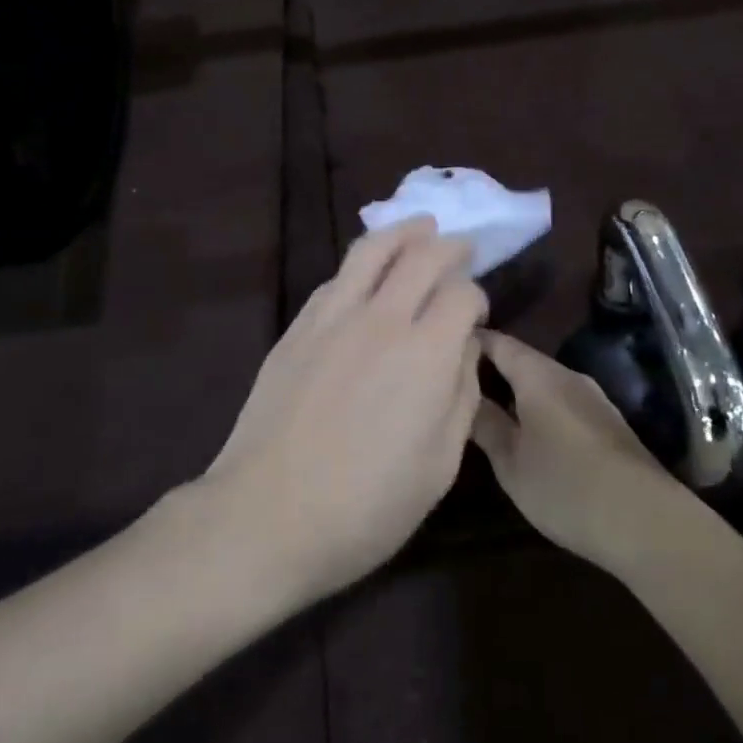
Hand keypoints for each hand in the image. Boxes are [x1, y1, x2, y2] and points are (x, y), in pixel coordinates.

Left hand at [199, 218, 487, 607]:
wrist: (266, 516)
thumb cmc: (365, 506)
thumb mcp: (439, 466)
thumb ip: (461, 395)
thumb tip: (463, 347)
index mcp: (426, 353)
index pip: (461, 293)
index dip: (476, 296)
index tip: (475, 315)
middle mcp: (381, 319)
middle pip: (422, 256)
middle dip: (449, 246)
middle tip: (461, 247)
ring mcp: (333, 318)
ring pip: (372, 251)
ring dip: (403, 232)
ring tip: (420, 227)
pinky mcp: (297, 328)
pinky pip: (336, 279)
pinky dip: (362, 264)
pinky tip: (367, 272)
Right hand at [470, 330, 683, 572]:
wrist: (646, 520)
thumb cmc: (566, 486)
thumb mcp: (511, 462)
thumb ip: (485, 424)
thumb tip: (463, 396)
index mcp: (539, 375)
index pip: (498, 342)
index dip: (471, 340)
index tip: (442, 346)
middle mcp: (567, 376)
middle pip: (522, 360)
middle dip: (491, 367)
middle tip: (456, 382)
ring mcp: (592, 398)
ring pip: (543, 382)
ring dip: (516, 389)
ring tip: (486, 406)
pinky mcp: (606, 422)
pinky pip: (561, 401)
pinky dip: (538, 406)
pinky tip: (527, 428)